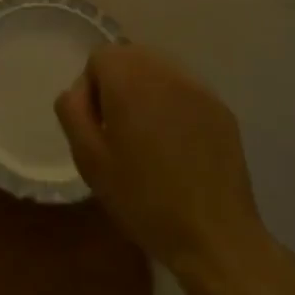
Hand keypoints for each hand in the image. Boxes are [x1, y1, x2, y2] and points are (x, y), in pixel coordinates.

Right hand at [55, 44, 270, 286]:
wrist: (214, 237)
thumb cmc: (143, 198)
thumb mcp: (88, 159)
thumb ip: (73, 111)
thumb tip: (79, 91)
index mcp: (129, 77)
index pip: (100, 57)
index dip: (92, 90)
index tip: (100, 128)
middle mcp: (165, 70)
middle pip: (131, 57)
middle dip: (120, 85)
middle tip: (121, 132)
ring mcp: (198, 87)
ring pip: (160, 72)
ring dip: (148, 93)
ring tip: (151, 139)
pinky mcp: (221, 108)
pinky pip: (186, 92)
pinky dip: (175, 107)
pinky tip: (179, 147)